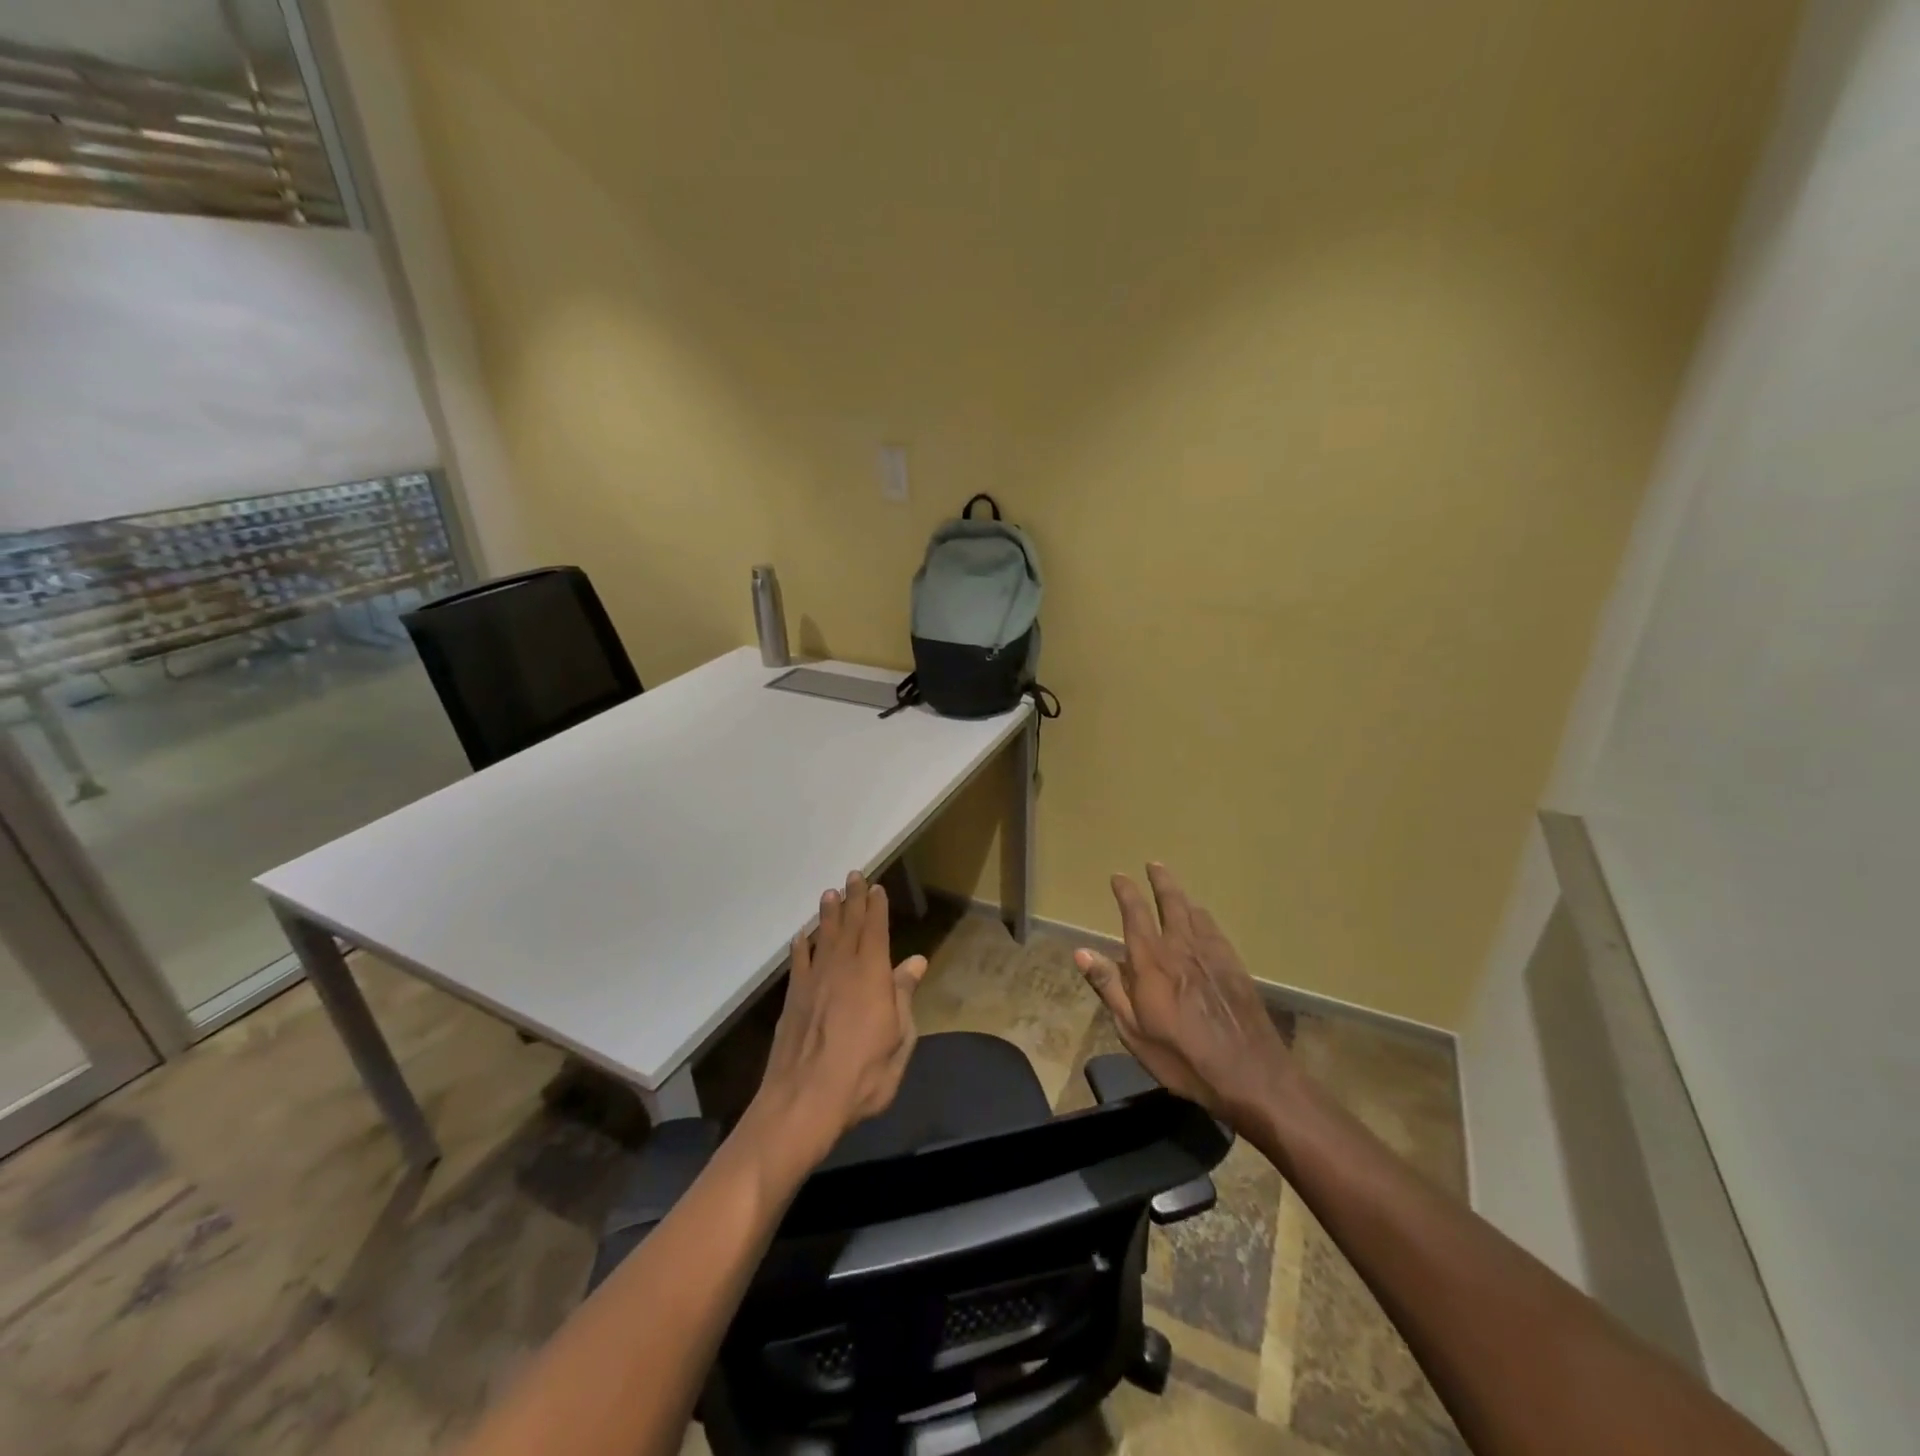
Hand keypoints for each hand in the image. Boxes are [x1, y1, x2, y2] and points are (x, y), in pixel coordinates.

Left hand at [750, 871, 927, 1169]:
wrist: (804, 1101)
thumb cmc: (864, 1074)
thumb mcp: (899, 1039)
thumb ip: (904, 996)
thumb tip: (915, 962)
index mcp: (871, 975)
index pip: (875, 931)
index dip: (876, 907)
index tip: (876, 887)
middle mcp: (841, 969)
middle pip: (848, 926)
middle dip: (852, 900)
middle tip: (853, 876)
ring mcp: (813, 982)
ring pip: (822, 938)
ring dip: (827, 915)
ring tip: (829, 894)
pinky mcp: (793, 999)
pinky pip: (798, 963)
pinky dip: (801, 946)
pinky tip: (802, 937)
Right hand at [1074, 862, 1293, 1126]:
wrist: (1249, 1073)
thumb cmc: (1181, 1057)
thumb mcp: (1133, 1029)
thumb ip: (1109, 986)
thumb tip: (1081, 951)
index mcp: (1152, 961)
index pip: (1135, 914)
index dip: (1126, 892)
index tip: (1119, 877)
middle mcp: (1181, 947)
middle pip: (1171, 902)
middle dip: (1161, 881)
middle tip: (1154, 864)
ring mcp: (1212, 954)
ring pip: (1195, 912)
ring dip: (1181, 896)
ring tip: (1175, 889)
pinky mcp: (1235, 966)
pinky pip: (1215, 929)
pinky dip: (1203, 916)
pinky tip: (1204, 920)